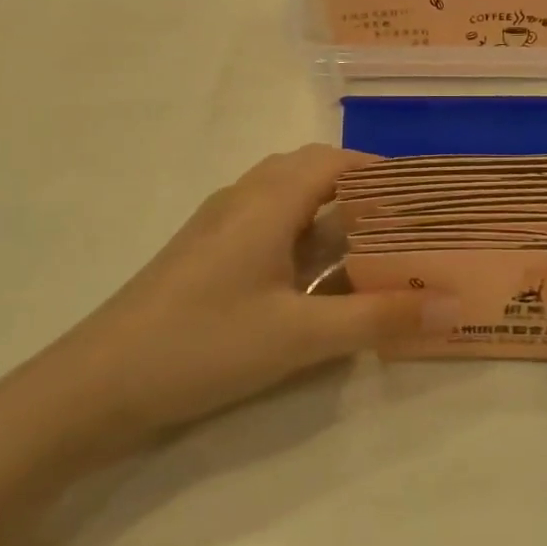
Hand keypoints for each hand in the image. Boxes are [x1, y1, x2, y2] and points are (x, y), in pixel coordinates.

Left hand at [43, 147, 433, 447]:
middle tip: (402, 223)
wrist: (95, 384)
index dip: (381, 171)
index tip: (422, 197)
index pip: (336, 160)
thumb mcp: (300, 336)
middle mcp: (244, 198)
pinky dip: (302, 236)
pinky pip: (267, 225)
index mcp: (268, 201)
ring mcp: (220, 225)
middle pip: (312, 172)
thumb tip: (451, 303)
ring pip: (288, 199)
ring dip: (329, 214)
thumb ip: (377, 318)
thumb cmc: (204, 345)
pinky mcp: (206, 253)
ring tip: (371, 247)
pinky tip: (317, 279)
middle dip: (360, 191)